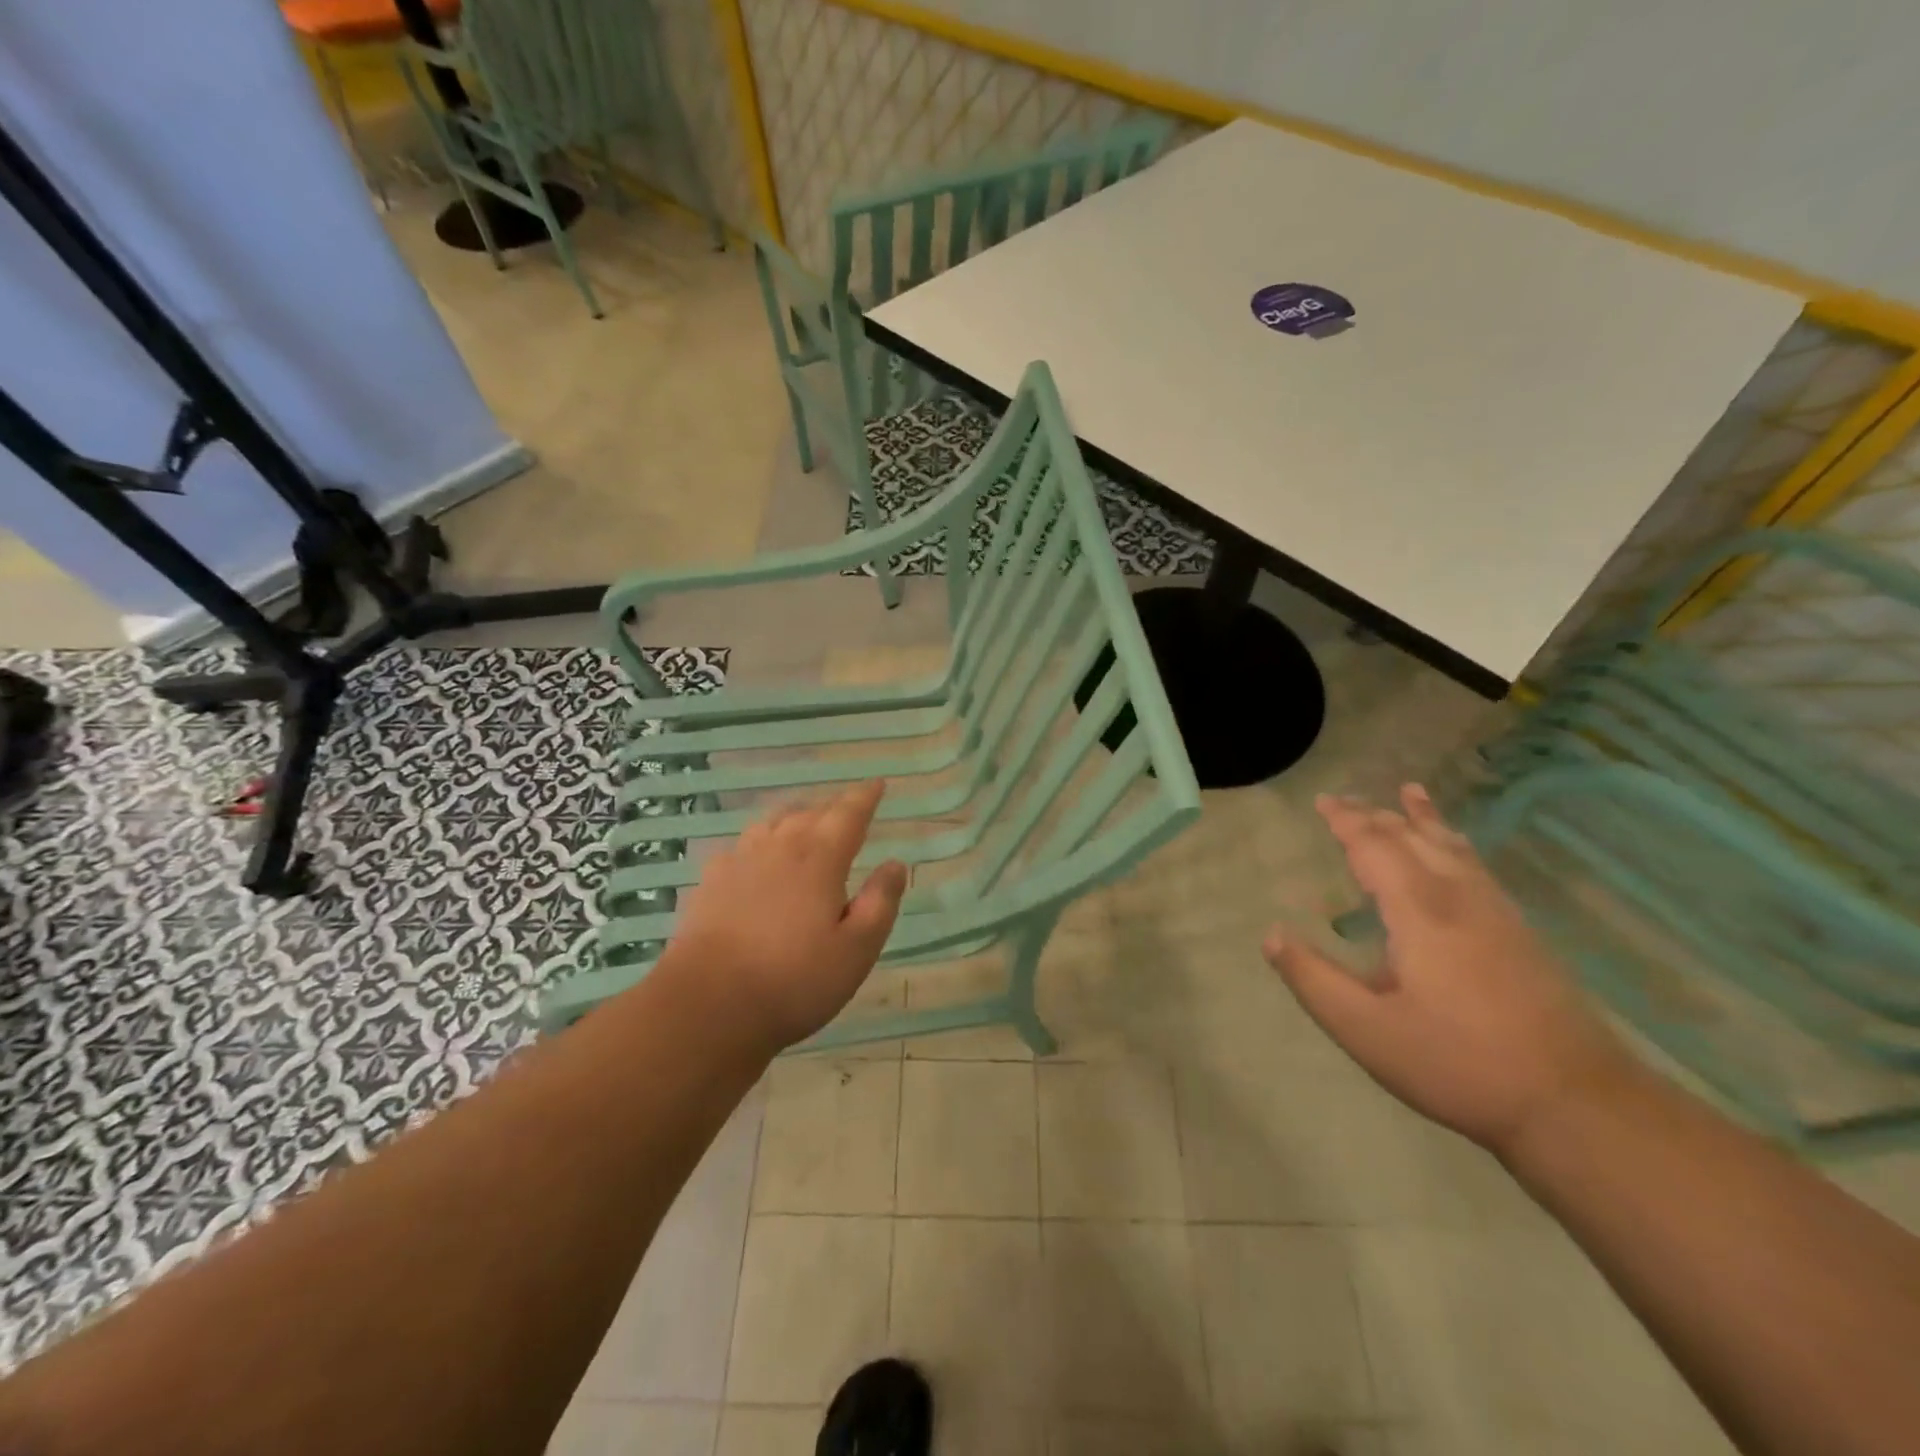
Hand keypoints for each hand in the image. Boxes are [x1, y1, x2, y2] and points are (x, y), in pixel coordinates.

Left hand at [662, 781, 907, 1054]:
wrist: (708, 1005)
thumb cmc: (794, 980)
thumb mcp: (857, 949)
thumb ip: (880, 902)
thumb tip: (895, 863)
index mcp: (820, 858)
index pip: (848, 814)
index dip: (865, 797)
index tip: (877, 784)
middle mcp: (780, 847)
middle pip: (810, 812)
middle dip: (833, 807)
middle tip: (848, 808)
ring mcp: (740, 862)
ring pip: (772, 822)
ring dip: (795, 817)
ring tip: (806, 823)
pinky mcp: (711, 883)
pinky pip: (742, 846)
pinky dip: (760, 842)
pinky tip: (757, 857)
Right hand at [1263, 785, 1633, 1156]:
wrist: (1576, 1102)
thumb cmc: (1458, 1063)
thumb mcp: (1366, 1031)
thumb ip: (1314, 980)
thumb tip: (1272, 936)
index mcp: (1418, 912)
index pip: (1374, 847)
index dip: (1346, 822)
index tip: (1323, 801)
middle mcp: (1458, 897)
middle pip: (1413, 838)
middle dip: (1375, 815)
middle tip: (1344, 800)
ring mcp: (1497, 913)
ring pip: (1452, 847)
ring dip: (1422, 819)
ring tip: (1410, 793)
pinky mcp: (1520, 933)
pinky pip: (1477, 866)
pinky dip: (1456, 843)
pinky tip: (1457, 852)